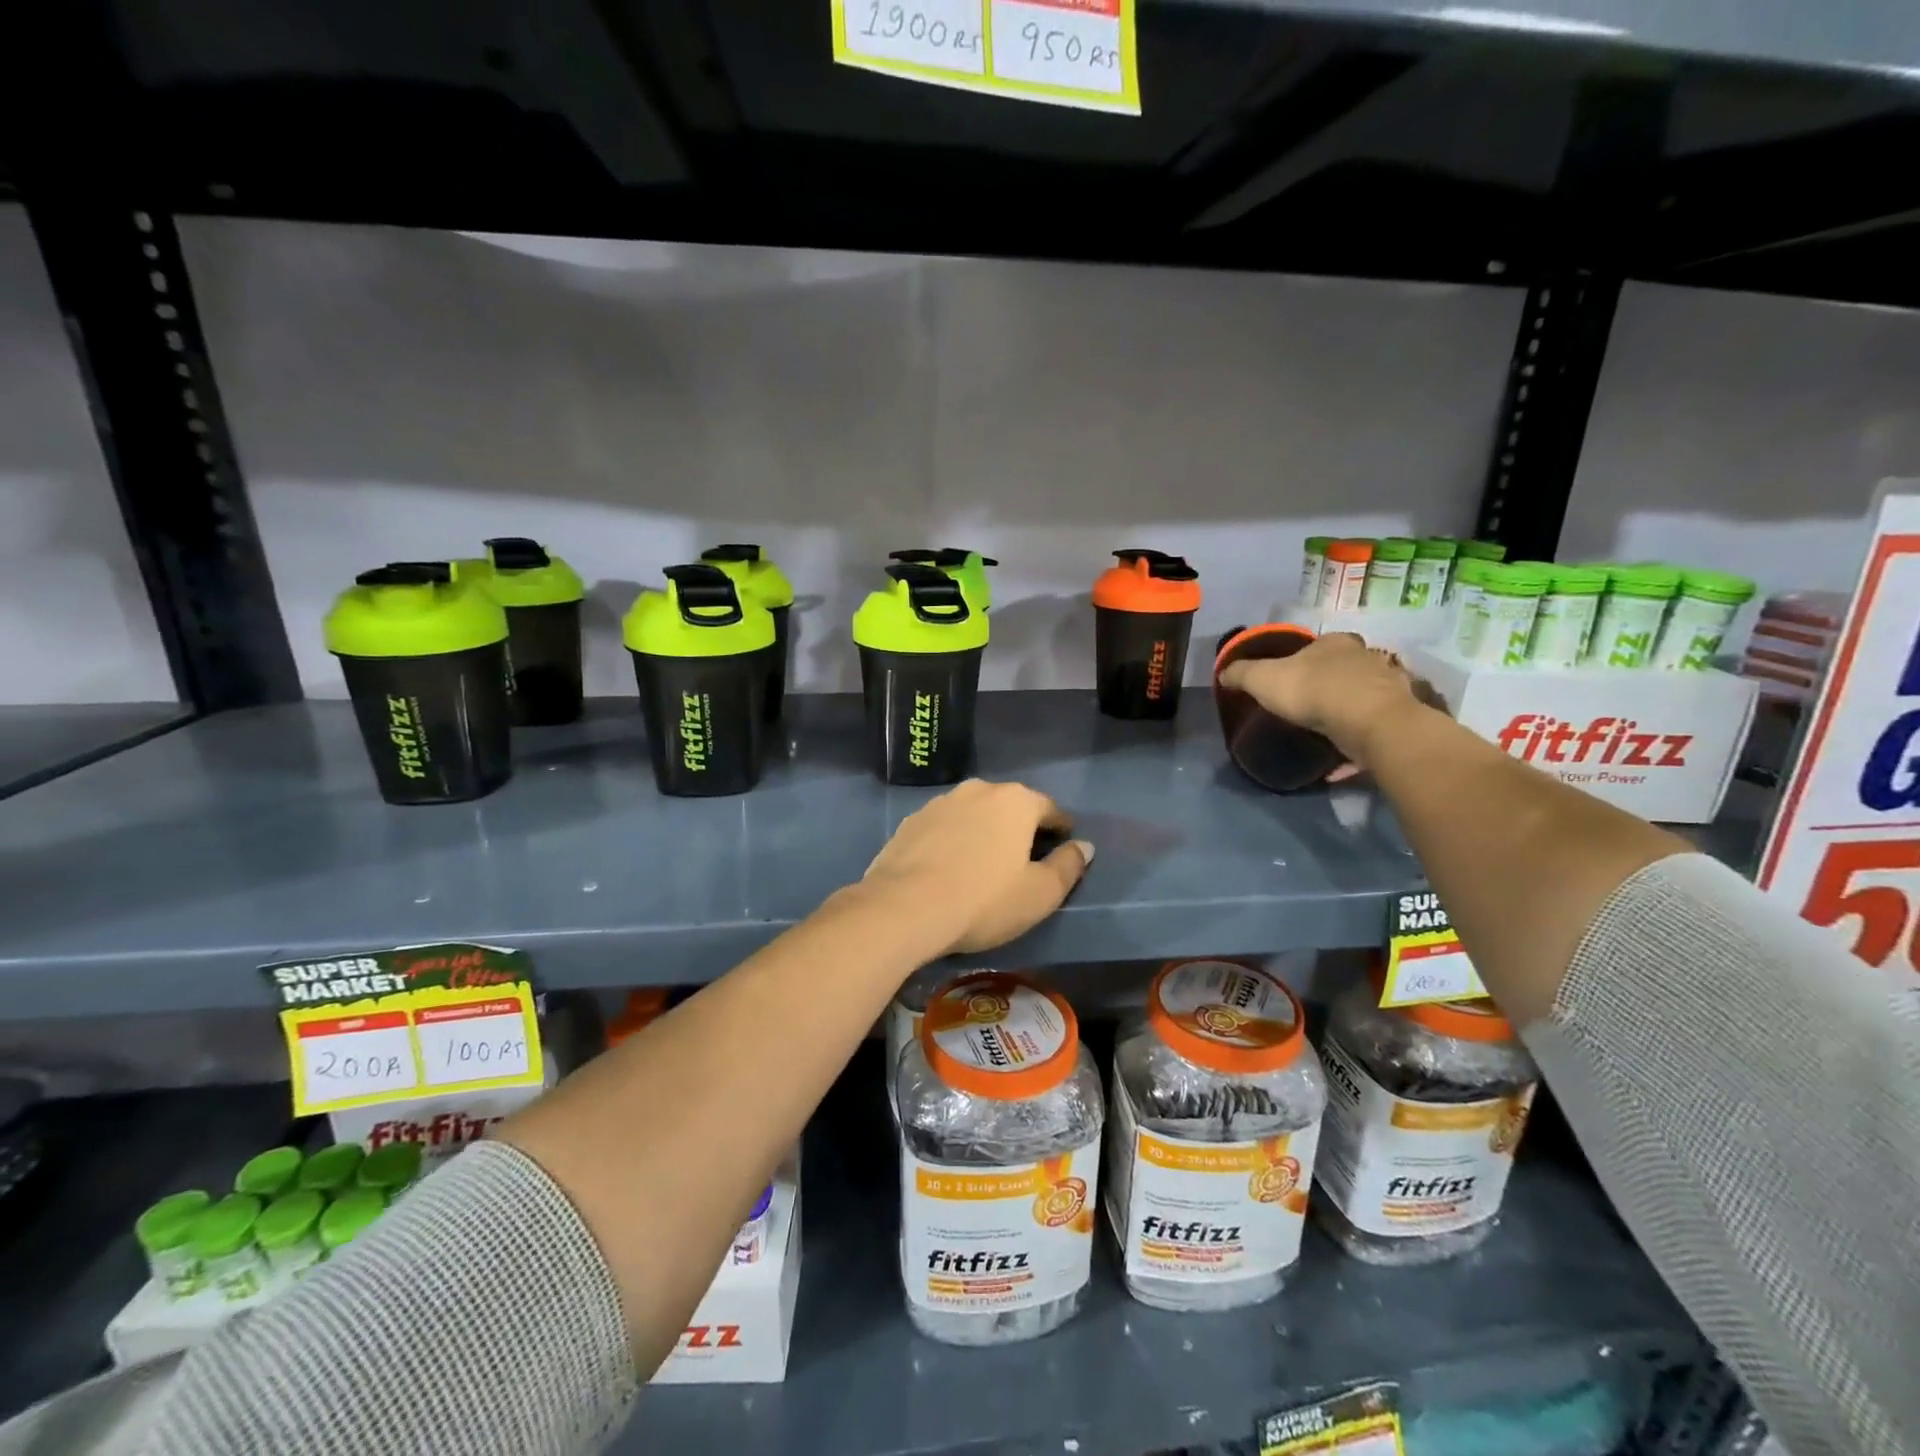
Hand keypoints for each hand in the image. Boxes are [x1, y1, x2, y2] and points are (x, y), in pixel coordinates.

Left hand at [858, 780, 1092, 958]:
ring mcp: (940, 803)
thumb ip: (1068, 866)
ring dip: (983, 832)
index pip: (1049, 809)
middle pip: (1010, 807)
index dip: (1061, 828)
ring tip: (985, 862)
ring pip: (974, 814)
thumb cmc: (984, 900)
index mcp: (1016, 801)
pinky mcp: (910, 822)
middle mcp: (978, 790)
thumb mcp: (1040, 893)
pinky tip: (950, 866)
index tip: (1064, 844)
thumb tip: (1084, 847)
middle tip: (1025, 857)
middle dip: (1020, 827)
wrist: (904, 907)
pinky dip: (953, 841)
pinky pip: (944, 828)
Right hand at [1217, 632, 1425, 772]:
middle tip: (1307, 705)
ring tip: (1324, 732)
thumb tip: (1223, 672)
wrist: (1368, 722)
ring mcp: (1387, 688)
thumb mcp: (1262, 679)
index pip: (1320, 643)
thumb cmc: (1312, 690)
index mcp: (1334, 643)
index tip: (1291, 676)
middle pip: (1345, 668)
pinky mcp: (1398, 718)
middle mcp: (1365, 659)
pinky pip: (1372, 729)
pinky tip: (1339, 762)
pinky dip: (1356, 743)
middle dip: (1329, 684)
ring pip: (1362, 697)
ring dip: (1347, 712)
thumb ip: (1242, 674)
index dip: (1305, 658)